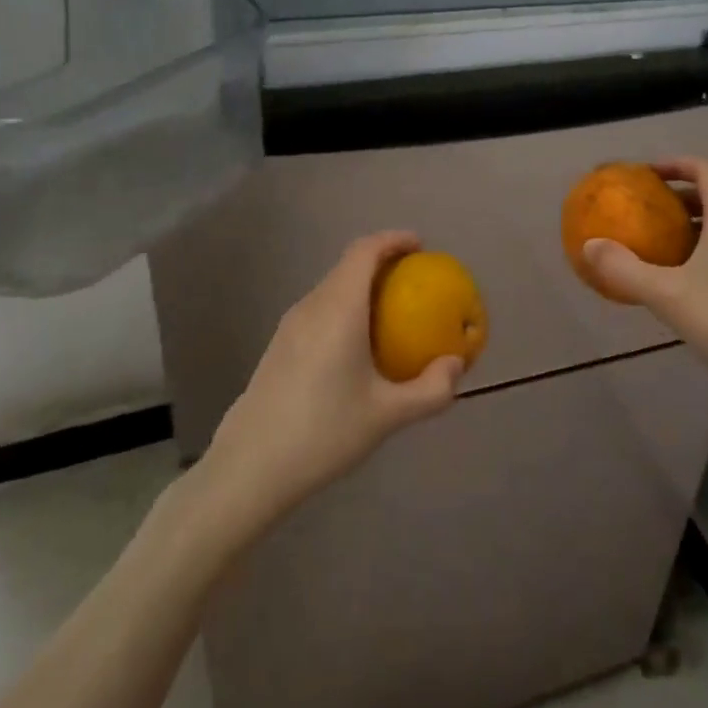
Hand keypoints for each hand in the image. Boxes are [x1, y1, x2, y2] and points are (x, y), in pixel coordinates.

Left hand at [200, 231, 462, 531]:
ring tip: (392, 313)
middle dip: (383, 263)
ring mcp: (290, 326)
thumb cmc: (324, 433)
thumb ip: (430, 390)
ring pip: (332, 289)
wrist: (250, 467)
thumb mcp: (388, 416)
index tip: (421, 246)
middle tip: (416, 281)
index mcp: (338, 309)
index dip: (393, 239)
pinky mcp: (279, 346)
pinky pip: (320, 311)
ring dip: (363, 287)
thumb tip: (456, 365)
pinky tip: (359, 347)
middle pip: (348, 266)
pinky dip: (346, 309)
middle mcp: (311, 307)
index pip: (364, 251)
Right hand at [581, 157, 707, 415]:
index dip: (678, 164)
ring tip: (660, 247)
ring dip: (692, 228)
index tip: (648, 173)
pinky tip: (686, 287)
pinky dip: (705, 254)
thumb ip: (626, 269)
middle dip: (680, 197)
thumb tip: (589, 245)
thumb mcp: (669, 296)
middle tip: (647, 211)